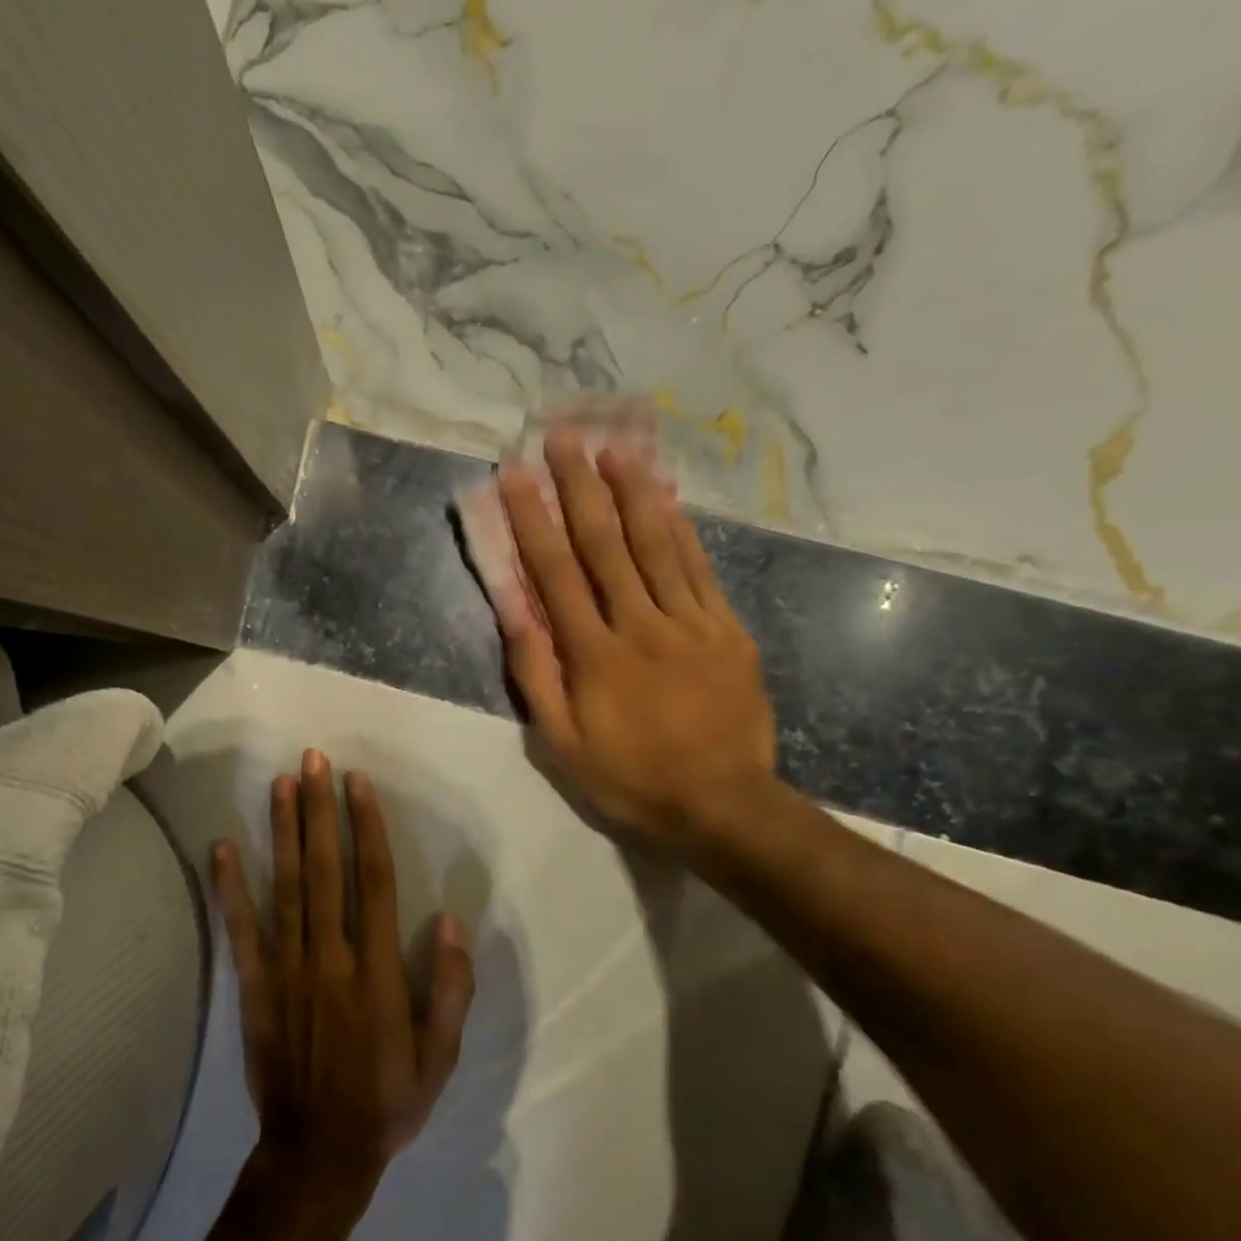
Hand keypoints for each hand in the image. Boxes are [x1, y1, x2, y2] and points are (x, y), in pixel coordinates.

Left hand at [198, 749, 475, 1240]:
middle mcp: (329, 956)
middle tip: (313, 759)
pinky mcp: (253, 985)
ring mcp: (286, 968)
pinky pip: (241, 928)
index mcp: (376, 969)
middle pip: (324, 868)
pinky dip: (229, 886)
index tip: (357, 783)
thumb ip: (451, 988)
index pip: (373, 880)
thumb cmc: (387, 1099)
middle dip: (319, 809)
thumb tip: (451, 920)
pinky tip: (221, 847)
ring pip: (285, 886)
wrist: (318, 1151)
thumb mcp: (439, 1055)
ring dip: (282, 831)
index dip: (366, 827)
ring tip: (279, 784)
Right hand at [496, 429, 777, 848]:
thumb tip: (513, 606)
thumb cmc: (629, 777)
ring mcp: (690, 623)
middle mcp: (640, 624)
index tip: (515, 475)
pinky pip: (700, 569)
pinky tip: (666, 498)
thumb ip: (536, 671)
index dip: (533, 519)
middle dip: (581, 486)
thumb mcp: (561, 742)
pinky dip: (680, 530)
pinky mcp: (726, 629)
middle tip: (564, 437)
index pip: (556, 572)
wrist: (722, 804)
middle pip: (606, 544)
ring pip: (657, 544)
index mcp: (594, 654)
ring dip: (633, 491)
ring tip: (616, 446)